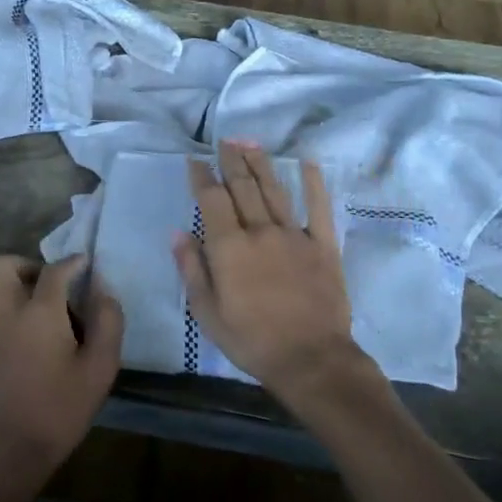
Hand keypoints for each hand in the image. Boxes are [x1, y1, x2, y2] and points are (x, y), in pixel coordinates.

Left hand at [0, 254, 124, 497]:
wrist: (16, 450)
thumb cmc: (63, 407)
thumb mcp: (102, 366)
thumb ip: (108, 321)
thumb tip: (103, 290)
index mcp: (41, 312)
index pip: (55, 270)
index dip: (73, 263)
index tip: (85, 266)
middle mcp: (6, 313)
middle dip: (22, 265)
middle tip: (43, 285)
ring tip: (15, 304)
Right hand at [174, 141, 377, 419]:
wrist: (310, 359)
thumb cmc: (251, 340)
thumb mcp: (207, 313)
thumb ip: (192, 269)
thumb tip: (179, 233)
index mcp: (229, 247)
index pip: (211, 200)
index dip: (201, 176)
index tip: (194, 160)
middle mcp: (260, 231)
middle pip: (243, 186)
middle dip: (230, 160)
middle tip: (223, 142)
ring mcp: (295, 235)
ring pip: (274, 190)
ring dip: (260, 163)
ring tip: (249, 142)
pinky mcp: (323, 245)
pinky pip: (319, 207)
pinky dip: (314, 183)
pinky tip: (307, 162)